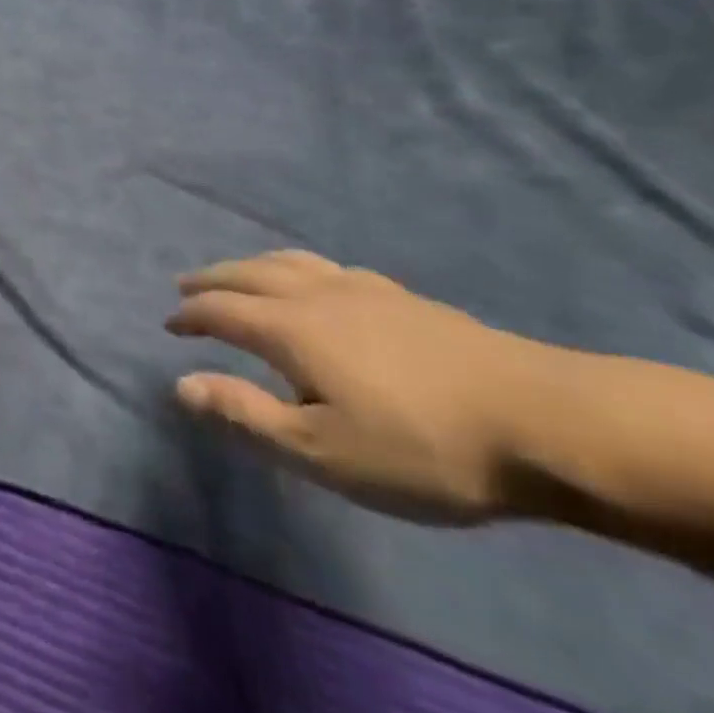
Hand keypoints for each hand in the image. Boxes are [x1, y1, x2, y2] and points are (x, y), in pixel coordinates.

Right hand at [167, 250, 559, 523]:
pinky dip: (298, 267)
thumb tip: (181, 384)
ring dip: (251, 265)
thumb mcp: (323, 450)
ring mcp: (363, 289)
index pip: (221, 310)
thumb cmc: (422, 447)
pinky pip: (328, 266)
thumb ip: (247, 414)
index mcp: (290, 328)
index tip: (168, 325)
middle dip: (212, 279)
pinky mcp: (402, 297)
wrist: (545, 422)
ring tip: (238, 273)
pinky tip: (316, 281)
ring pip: (290, 262)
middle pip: (249, 274)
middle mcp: (317, 294)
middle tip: (185, 286)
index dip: (190, 316)